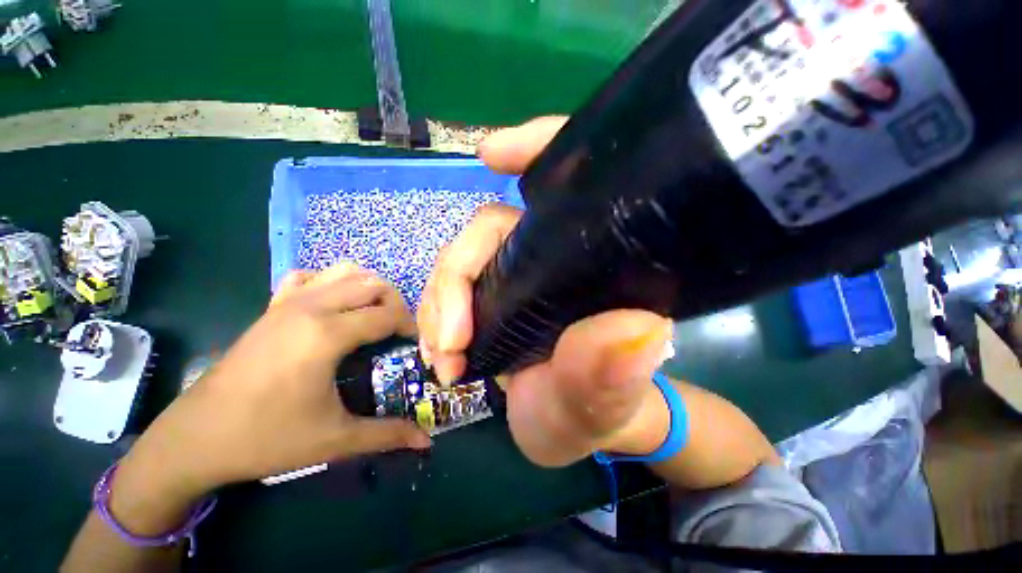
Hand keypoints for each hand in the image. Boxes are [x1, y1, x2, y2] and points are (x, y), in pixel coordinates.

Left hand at [111, 263, 430, 533]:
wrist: (195, 439)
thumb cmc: (267, 438)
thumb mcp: (335, 439)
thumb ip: (388, 435)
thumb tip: (426, 441)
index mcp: (327, 335)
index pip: (388, 314)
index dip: (409, 325)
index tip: (414, 344)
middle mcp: (310, 307)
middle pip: (372, 284)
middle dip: (395, 303)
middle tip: (397, 330)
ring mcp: (288, 302)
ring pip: (345, 271)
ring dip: (368, 288)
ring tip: (372, 314)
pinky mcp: (271, 307)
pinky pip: (310, 276)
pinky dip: (331, 282)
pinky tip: (333, 305)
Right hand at [418, 117, 674, 467]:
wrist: (574, 428)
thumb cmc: (599, 410)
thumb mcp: (604, 401)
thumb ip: (613, 373)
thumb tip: (640, 330)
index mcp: (591, 264)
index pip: (570, 188)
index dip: (537, 151)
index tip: (491, 154)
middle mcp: (551, 258)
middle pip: (487, 231)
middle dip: (455, 280)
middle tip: (450, 343)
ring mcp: (514, 276)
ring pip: (460, 262)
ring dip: (437, 307)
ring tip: (444, 358)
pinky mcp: (490, 298)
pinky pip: (449, 289)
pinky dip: (435, 317)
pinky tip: (441, 351)